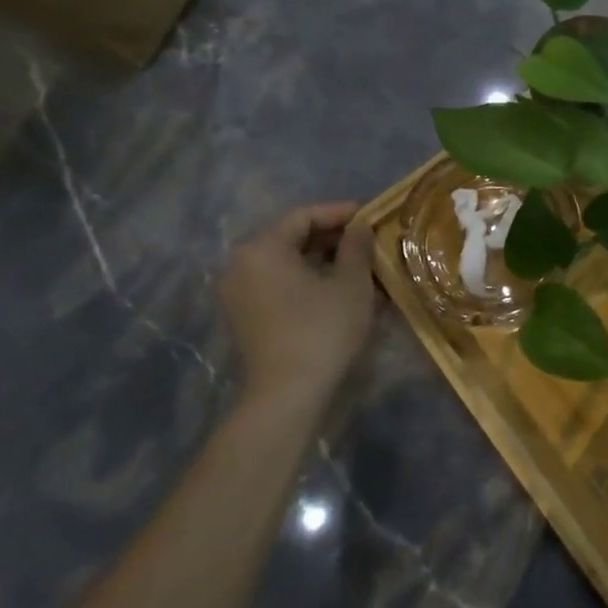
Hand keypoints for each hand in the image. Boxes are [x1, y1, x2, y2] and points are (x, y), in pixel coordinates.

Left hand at [219, 202, 375, 414]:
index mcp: (262, 248)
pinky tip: (337, 289)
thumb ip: (356, 245)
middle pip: (290, 238)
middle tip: (367, 241)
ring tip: (358, 265)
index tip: (370, 215)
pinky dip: (306, 281)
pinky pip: (278, 285)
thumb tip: (359, 226)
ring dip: (321, 261)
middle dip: (331, 237)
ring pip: (285, 263)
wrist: (287, 394)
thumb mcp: (351, 282)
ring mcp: (238, 294)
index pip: (303, 216)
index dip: (339, 212)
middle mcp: (241, 265)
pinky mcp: (244, 318)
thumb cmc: (322, 328)